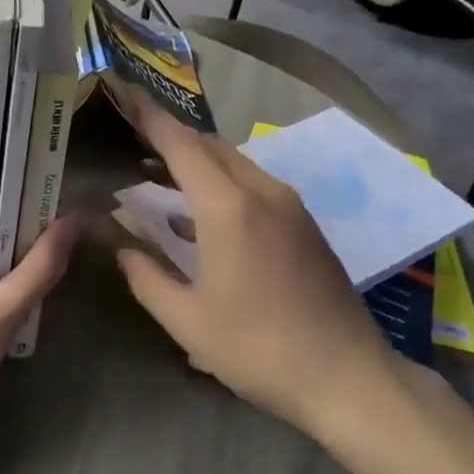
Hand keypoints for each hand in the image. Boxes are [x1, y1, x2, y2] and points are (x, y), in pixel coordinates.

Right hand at [115, 95, 397, 440]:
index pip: (182, 145)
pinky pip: (255, 183)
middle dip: (171, 136)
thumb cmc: (258, 349)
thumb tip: (125, 250)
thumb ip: (148, 278)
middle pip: (210, 146)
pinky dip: (222, 181)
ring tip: (159, 172)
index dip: (151, 118)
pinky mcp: (305, 225)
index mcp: (228, 208)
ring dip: (197, 159)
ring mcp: (290, 207)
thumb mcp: (187, 321)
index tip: (126, 96)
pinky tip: (202, 211)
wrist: (348, 377)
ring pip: (235, 162)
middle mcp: (262, 193)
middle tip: (133, 138)